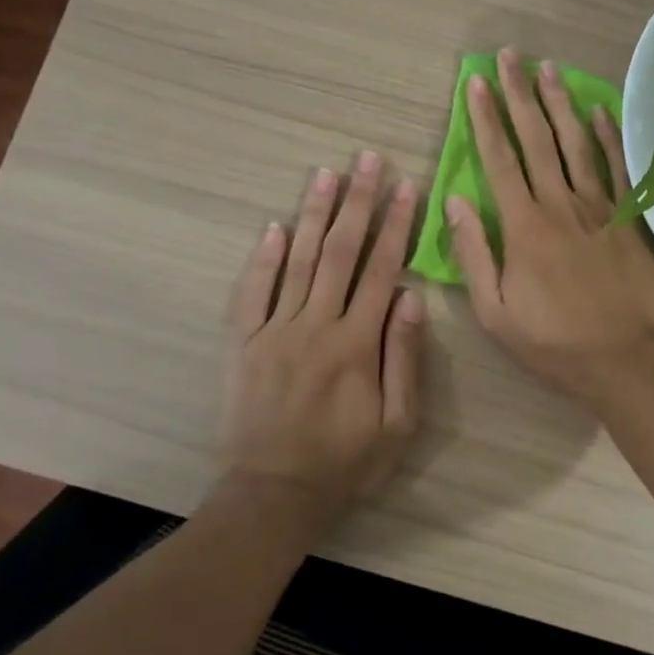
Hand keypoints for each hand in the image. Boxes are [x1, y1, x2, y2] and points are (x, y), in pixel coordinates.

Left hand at [220, 153, 425, 538]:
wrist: (273, 494)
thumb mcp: (398, 424)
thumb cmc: (346, 463)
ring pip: (298, 261)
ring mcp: (273, 331)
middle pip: (340, 252)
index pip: (382, 270)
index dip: (396, 225)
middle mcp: (315, 325)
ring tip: (327, 173)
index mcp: (357, 343)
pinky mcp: (242, 344)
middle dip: (358, 202)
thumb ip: (405, 358)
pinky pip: (251, 292)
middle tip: (367, 160)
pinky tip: (275, 227)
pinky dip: (263, 258)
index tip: (405, 187)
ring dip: (314, 214)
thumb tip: (411, 297)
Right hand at [449, 48, 653, 402]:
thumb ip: (473, 253)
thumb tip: (455, 202)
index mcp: (523, 226)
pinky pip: (617, 168)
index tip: (475, 82)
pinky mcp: (626, 218)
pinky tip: (599, 109)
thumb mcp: (494, 310)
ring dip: (560, 104)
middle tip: (509, 56)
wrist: (622, 358)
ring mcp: (597, 207)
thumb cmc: (551, 340)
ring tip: (548, 68)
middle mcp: (559, 204)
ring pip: (576, 143)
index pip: (498, 159)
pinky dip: (608, 136)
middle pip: (537, 139)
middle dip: (519, 94)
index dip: (485, 118)